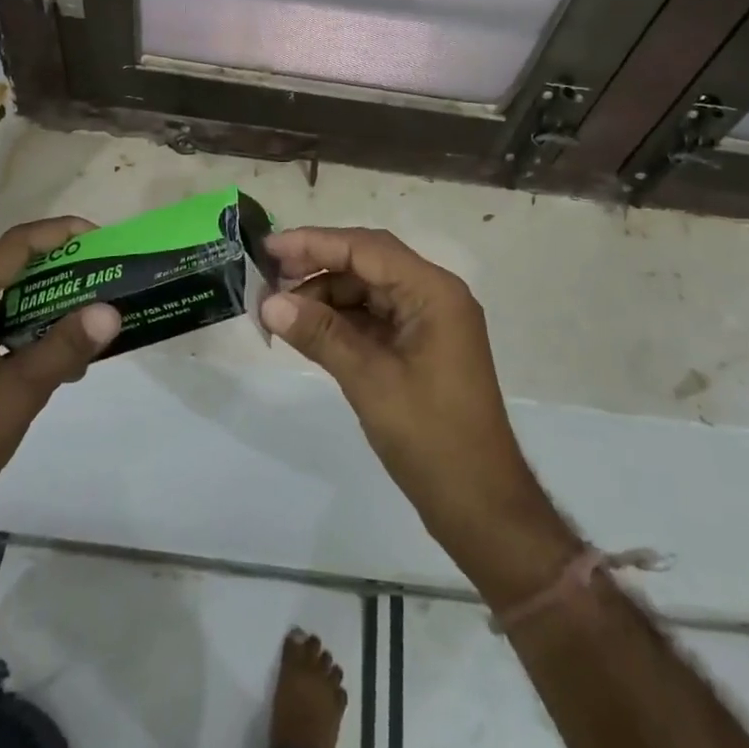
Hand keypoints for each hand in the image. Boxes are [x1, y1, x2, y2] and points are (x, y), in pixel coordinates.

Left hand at [0, 217, 120, 580]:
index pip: (6, 251)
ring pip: (0, 303)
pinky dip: (31, 332)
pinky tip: (62, 359)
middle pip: (0, 269)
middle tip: (94, 266)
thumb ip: (62, 349)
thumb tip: (110, 309)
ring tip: (87, 307)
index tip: (95, 237)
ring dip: (42, 298)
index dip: (51, 234)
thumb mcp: (15, 397)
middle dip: (49, 260)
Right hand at [260, 227, 553, 555]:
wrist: (480, 505)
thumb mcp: (370, 381)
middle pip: (367, 262)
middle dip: (317, 265)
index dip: (315, 242)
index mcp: (433, 291)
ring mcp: (427, 320)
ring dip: (325, 294)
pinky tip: (307, 328)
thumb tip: (269, 303)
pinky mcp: (419, 345)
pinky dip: (340, 319)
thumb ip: (321, 334)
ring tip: (279, 309)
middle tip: (267, 276)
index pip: (367, 248)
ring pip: (367, 289)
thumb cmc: (431, 438)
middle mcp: (433, 294)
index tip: (269, 246)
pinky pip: (374, 316)